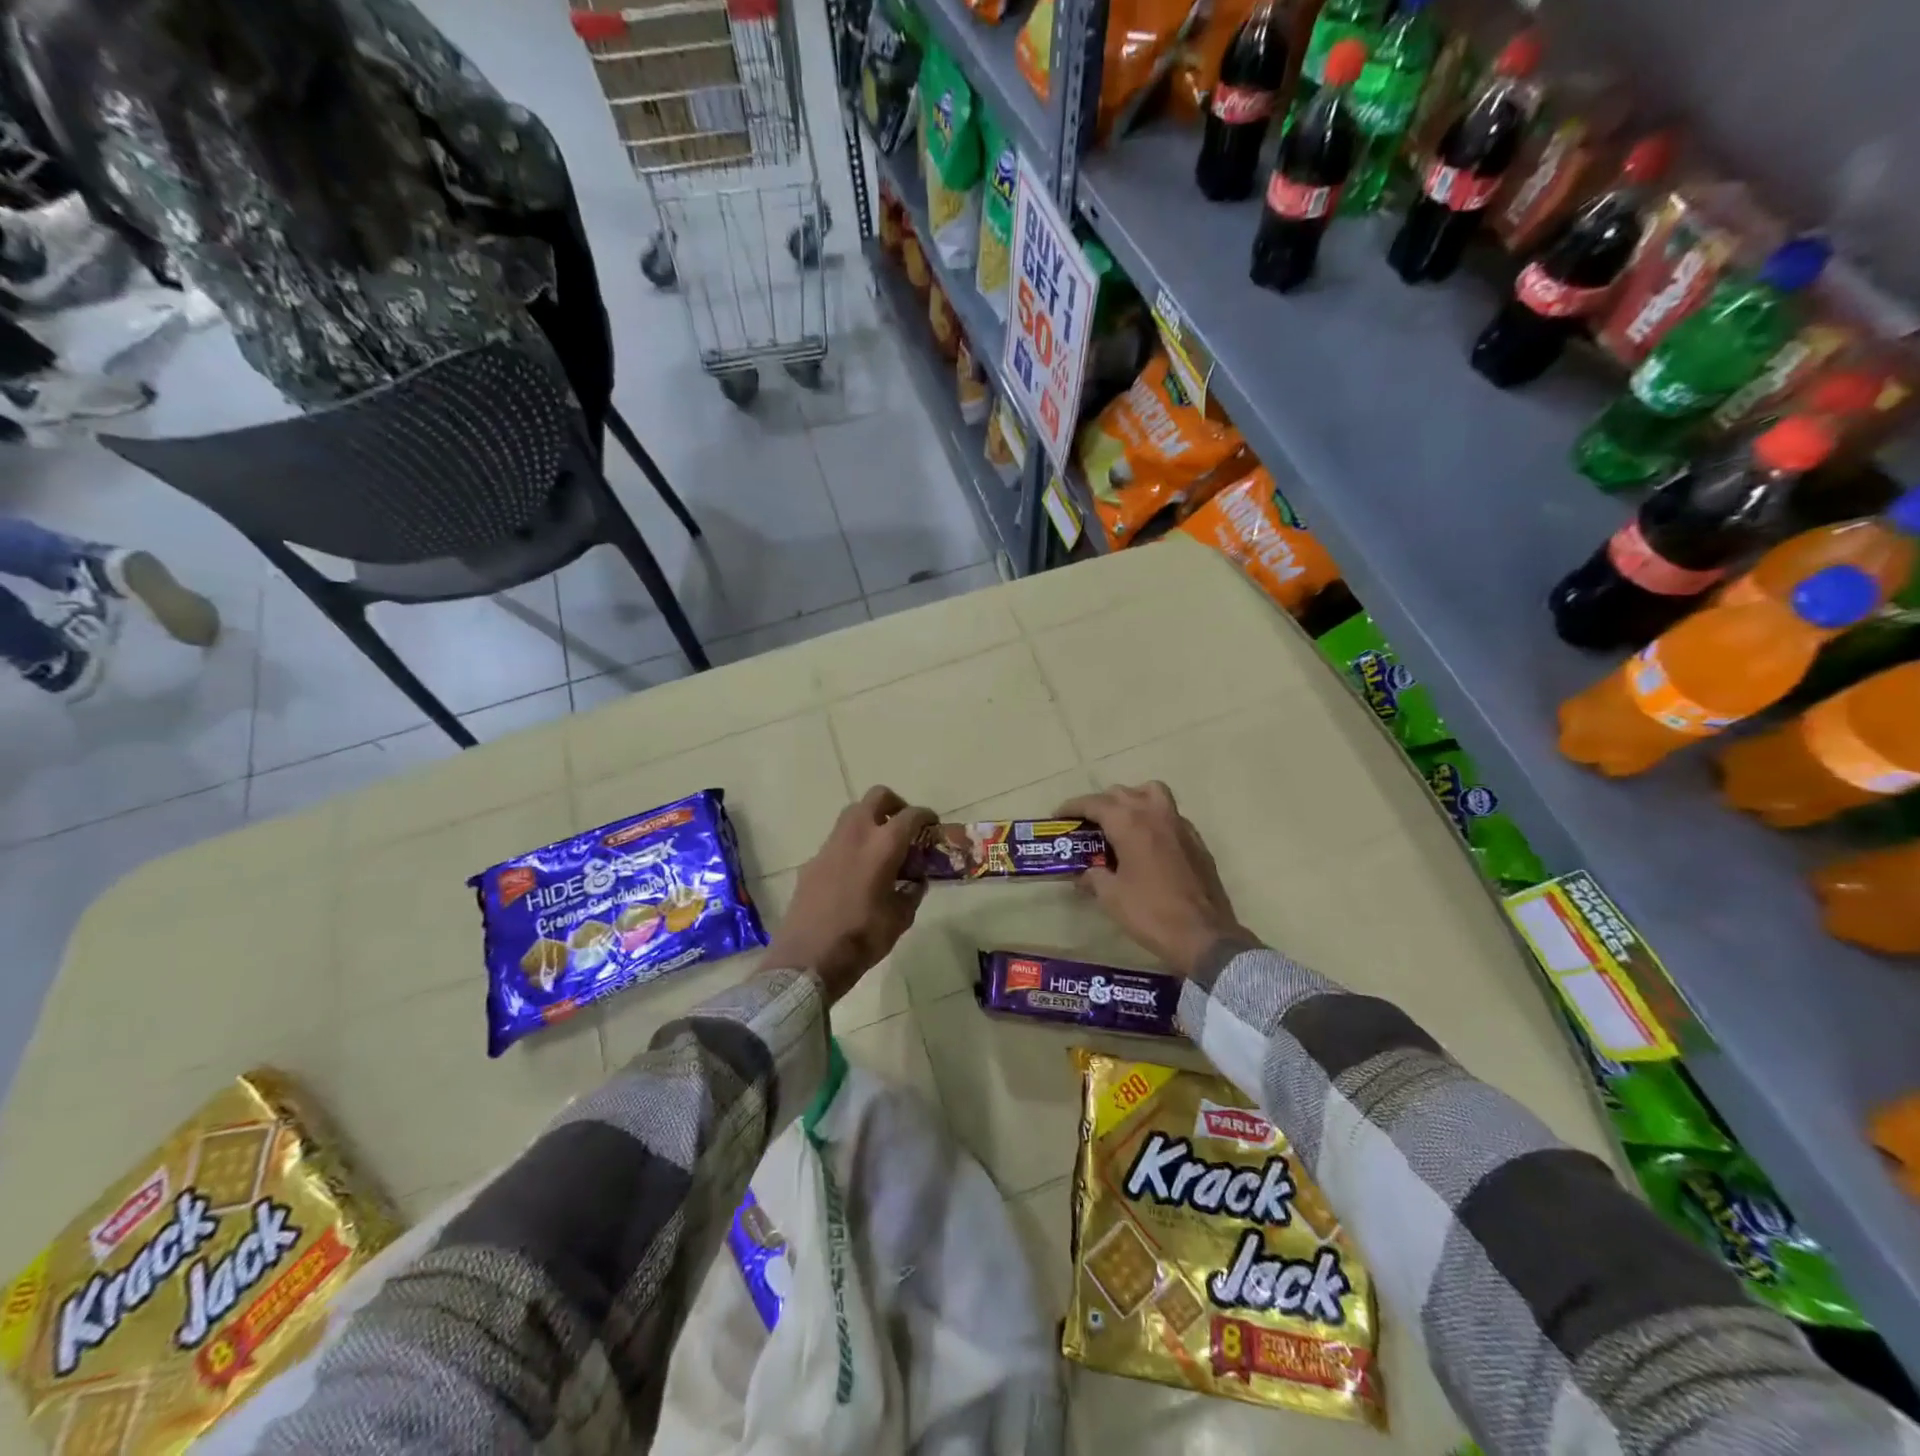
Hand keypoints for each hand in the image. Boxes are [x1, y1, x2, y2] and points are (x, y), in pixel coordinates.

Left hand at [764, 787, 935, 1002]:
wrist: (808, 958)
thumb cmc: (862, 937)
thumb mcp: (901, 918)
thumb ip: (912, 892)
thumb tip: (915, 881)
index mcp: (883, 846)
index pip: (910, 815)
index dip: (925, 817)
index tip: (933, 825)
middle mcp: (855, 836)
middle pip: (876, 798)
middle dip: (895, 805)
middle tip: (904, 827)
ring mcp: (829, 847)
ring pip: (853, 815)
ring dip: (871, 822)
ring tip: (882, 850)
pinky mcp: (812, 863)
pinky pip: (837, 842)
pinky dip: (852, 846)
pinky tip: (857, 875)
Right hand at [1060, 782, 1248, 977]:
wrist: (1204, 935)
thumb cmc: (1151, 913)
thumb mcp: (1111, 897)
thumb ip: (1094, 877)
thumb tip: (1085, 873)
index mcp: (1130, 823)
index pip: (1095, 803)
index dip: (1072, 807)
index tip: (1058, 815)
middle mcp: (1155, 814)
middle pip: (1122, 793)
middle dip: (1100, 803)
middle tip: (1086, 824)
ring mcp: (1180, 825)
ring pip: (1151, 793)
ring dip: (1132, 800)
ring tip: (1120, 821)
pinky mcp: (1196, 840)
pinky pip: (1170, 815)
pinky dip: (1153, 818)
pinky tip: (1147, 842)